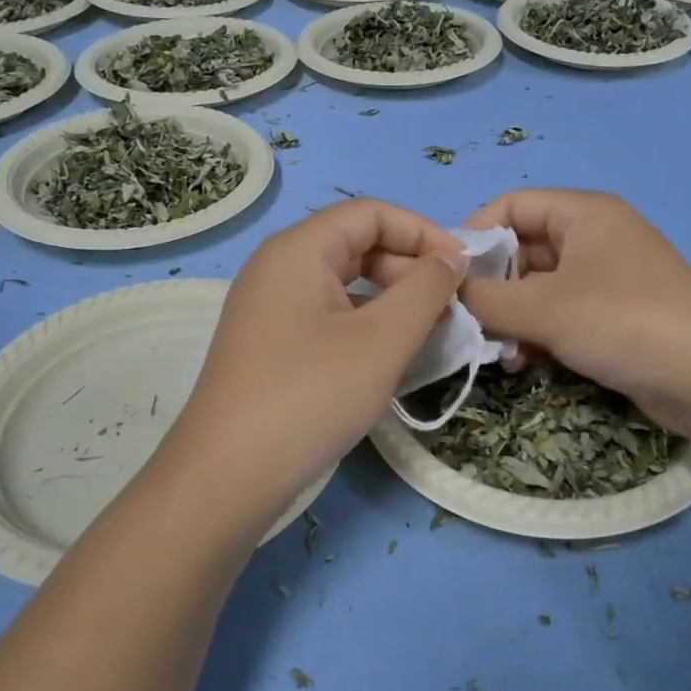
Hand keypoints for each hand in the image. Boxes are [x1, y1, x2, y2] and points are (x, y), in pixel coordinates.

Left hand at [165, 200, 466, 527]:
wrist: (228, 476)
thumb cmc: (311, 394)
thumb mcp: (382, 339)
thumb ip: (425, 289)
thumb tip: (450, 257)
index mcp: (298, 250)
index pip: (370, 213)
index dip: (423, 232)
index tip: (463, 269)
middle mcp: (278, 268)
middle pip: (356, 245)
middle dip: (409, 268)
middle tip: (449, 307)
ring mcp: (269, 309)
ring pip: (343, 285)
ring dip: (391, 300)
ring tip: (428, 334)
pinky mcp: (270, 346)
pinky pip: (328, 317)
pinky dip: (365, 326)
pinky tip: (389, 358)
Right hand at [458, 189, 690, 433]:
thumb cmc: (623, 322)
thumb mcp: (543, 309)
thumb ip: (484, 299)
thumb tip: (445, 295)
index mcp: (584, 214)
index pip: (512, 205)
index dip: (475, 234)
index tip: (446, 275)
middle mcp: (595, 238)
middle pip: (523, 248)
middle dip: (492, 285)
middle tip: (466, 321)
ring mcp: (607, 279)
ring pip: (539, 287)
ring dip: (512, 316)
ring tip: (497, 351)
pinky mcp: (614, 316)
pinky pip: (560, 314)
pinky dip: (537, 334)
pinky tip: (524, 364)